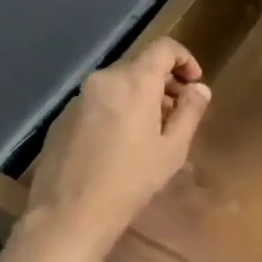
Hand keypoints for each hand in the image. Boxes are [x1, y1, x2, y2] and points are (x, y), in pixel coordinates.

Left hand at [26, 38, 210, 245]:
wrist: (68, 214)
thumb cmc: (130, 180)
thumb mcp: (173, 149)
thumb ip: (190, 111)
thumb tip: (199, 89)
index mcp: (134, 81)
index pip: (164, 48)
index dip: (184, 59)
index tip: (194, 84)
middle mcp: (104, 79)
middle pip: (140, 65)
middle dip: (164, 82)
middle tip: (178, 112)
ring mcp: (79, 98)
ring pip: (118, 84)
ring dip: (140, 96)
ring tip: (151, 130)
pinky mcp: (63, 117)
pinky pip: (98, 101)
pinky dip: (117, 109)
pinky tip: (120, 144)